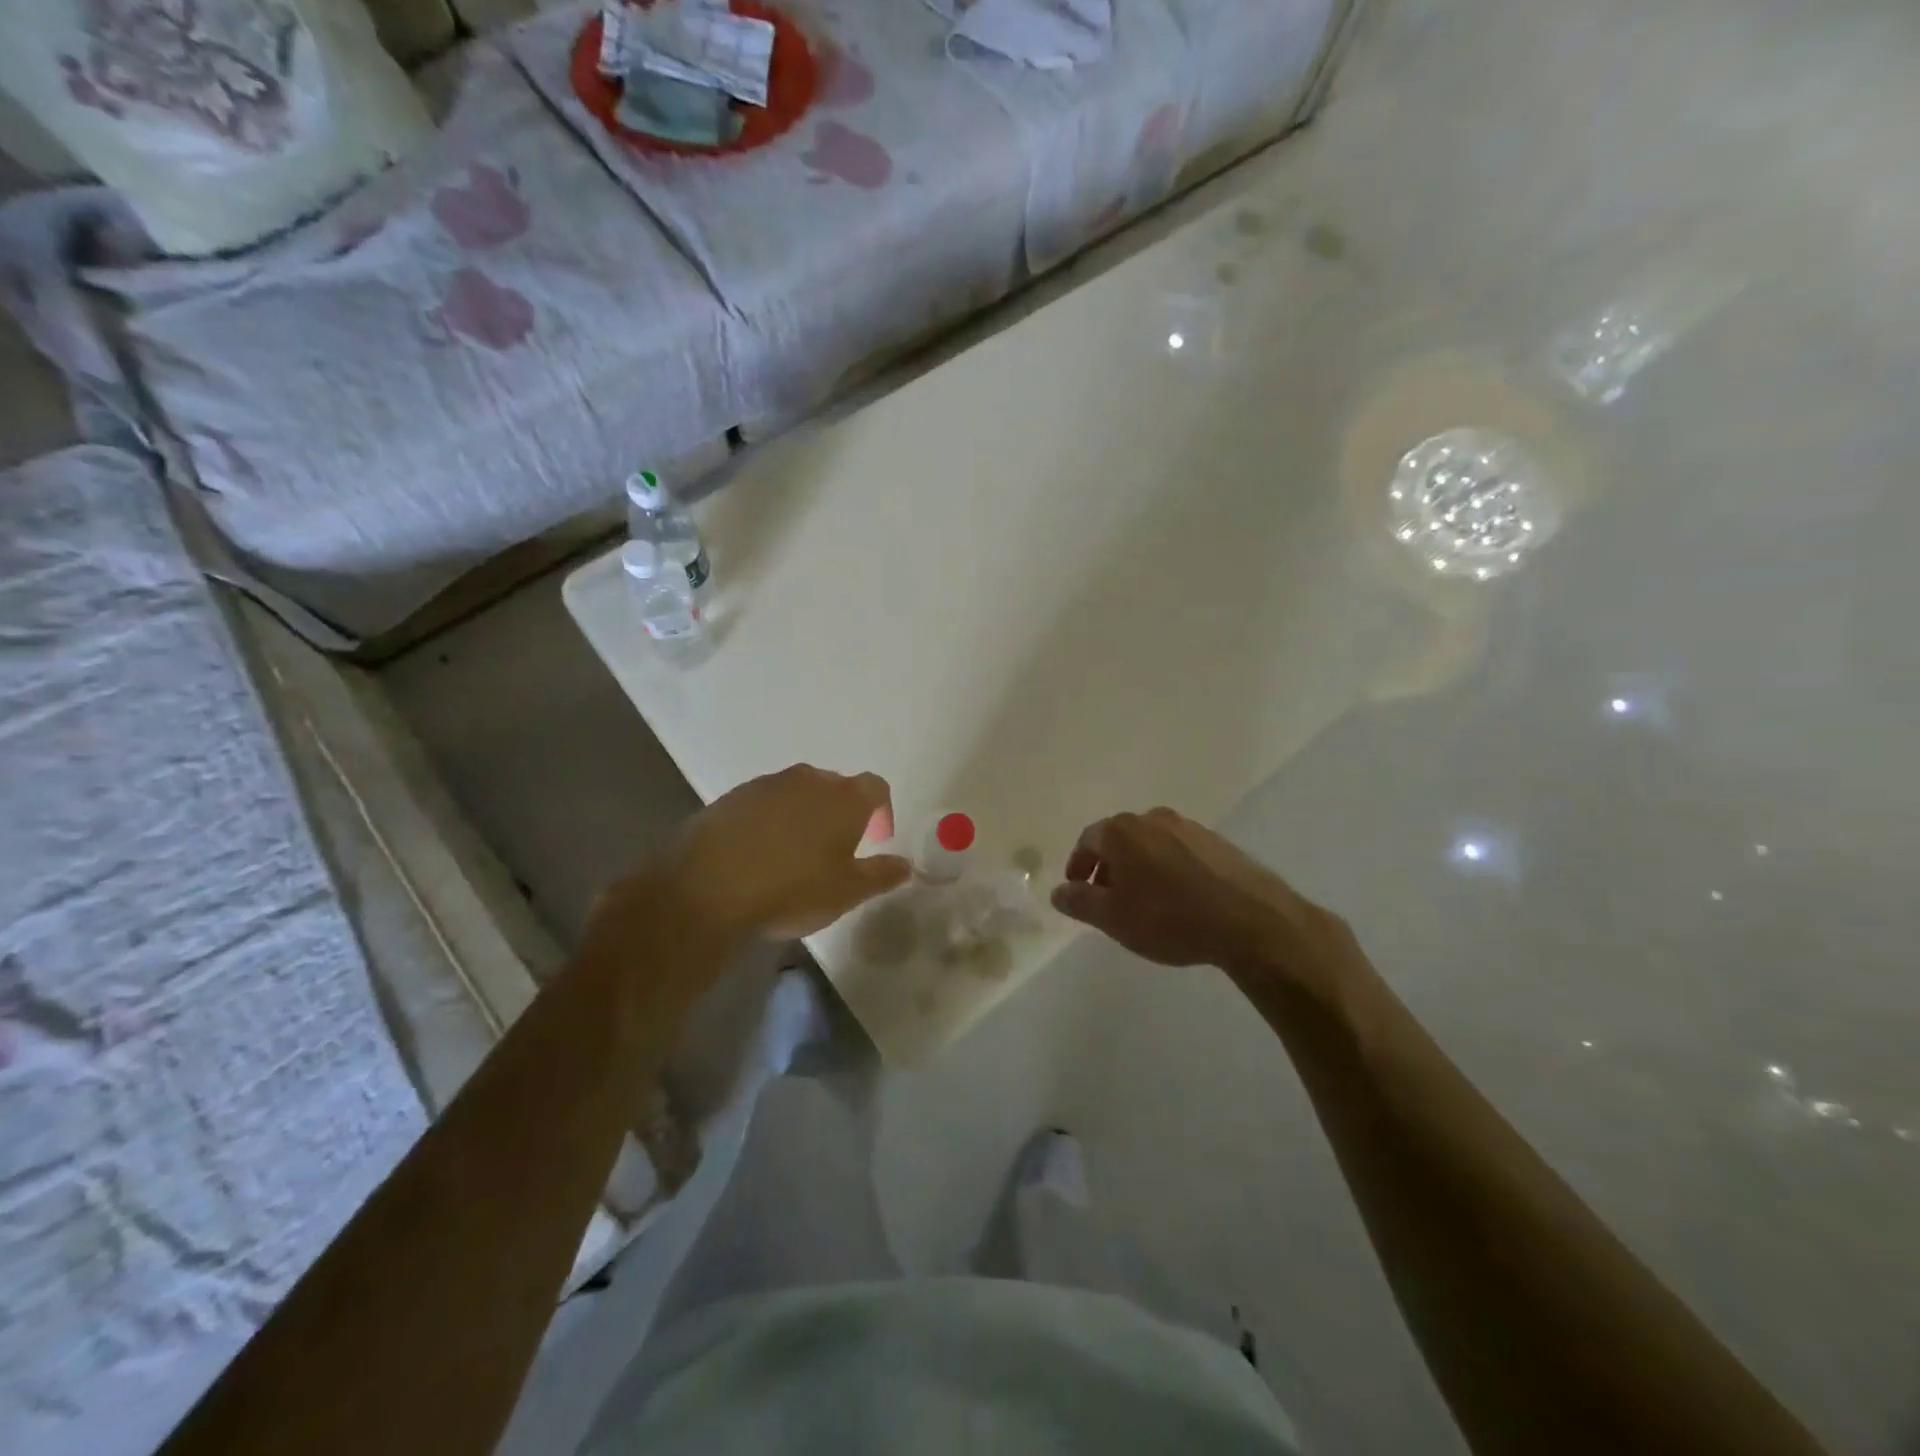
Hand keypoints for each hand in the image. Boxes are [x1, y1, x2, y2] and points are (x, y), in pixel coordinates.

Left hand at [663, 764, 911, 941]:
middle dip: (842, 813)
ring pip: (798, 793)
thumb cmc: (791, 889)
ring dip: (805, 815)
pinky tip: (760, 853)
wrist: (707, 888)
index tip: (875, 839)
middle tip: (837, 849)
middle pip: (836, 787)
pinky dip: (771, 821)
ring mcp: (767, 785)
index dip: (881, 811)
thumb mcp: (846, 892)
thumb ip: (881, 875)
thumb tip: (906, 865)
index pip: (876, 787)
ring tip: (796, 853)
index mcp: (844, 798)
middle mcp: (809, 780)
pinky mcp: (732, 797)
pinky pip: (765, 803)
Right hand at [1051, 808, 1358, 990]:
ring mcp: (1190, 827)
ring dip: (1140, 868)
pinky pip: (1180, 852)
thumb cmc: (1169, 917)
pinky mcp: (1218, 843)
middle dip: (1109, 867)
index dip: (1078, 865)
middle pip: (1120, 839)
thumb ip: (1080, 902)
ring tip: (1144, 902)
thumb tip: (1058, 892)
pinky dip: (1169, 870)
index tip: (1078, 890)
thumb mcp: (1113, 918)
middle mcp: (1153, 819)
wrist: (1250, 920)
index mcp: (1123, 831)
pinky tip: (1179, 900)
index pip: (1088, 840)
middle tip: (1108, 899)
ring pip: (1152, 844)